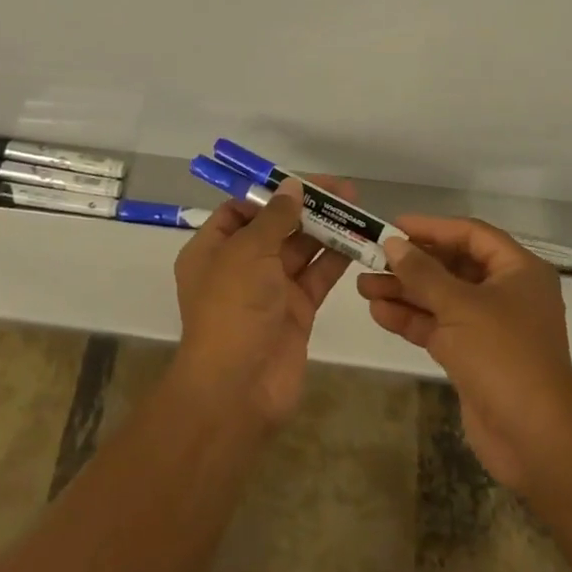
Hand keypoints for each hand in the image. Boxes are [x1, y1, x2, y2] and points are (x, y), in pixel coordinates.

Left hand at [171, 176, 351, 427]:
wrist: (238, 390)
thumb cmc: (232, 309)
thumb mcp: (248, 252)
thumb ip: (275, 218)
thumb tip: (292, 188)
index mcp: (213, 249)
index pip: (241, 210)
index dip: (271, 194)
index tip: (302, 182)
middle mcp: (240, 266)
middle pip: (276, 226)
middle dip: (306, 207)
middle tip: (343, 190)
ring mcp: (270, 290)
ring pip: (300, 250)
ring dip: (326, 229)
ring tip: (357, 208)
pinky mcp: (296, 311)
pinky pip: (317, 276)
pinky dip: (335, 259)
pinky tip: (358, 240)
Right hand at [358, 216, 571, 490]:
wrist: (536, 440)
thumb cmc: (504, 356)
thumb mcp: (460, 306)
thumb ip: (423, 272)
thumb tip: (393, 242)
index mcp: (518, 270)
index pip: (470, 234)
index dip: (432, 227)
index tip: (394, 225)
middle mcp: (506, 292)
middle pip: (452, 266)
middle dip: (411, 264)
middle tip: (371, 258)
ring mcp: (489, 326)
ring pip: (441, 298)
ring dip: (405, 292)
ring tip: (364, 286)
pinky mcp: (473, 356)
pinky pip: (439, 327)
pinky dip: (411, 319)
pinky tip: (379, 312)